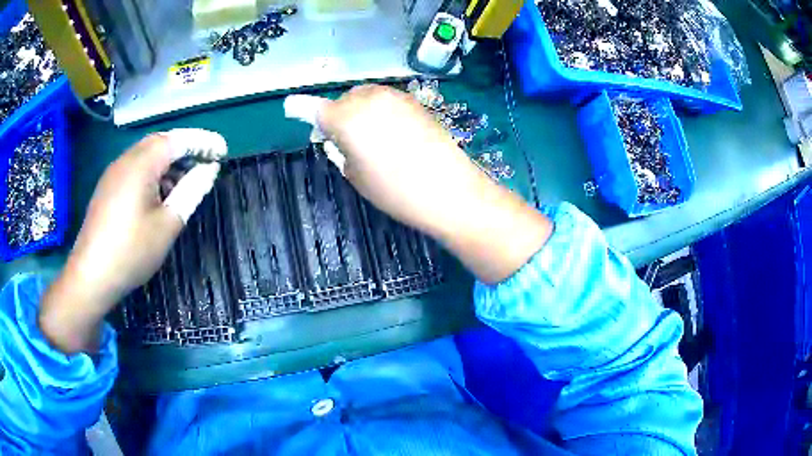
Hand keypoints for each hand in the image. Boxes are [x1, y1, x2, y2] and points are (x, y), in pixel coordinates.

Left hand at [39, 129, 225, 353]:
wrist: (91, 275)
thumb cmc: (132, 251)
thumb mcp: (167, 224)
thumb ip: (191, 191)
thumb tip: (210, 170)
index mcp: (142, 164)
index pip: (178, 140)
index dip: (203, 142)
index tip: (223, 151)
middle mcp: (126, 159)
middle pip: (161, 142)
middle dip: (186, 148)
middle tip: (206, 163)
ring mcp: (114, 172)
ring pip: (147, 155)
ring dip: (169, 161)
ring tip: (185, 181)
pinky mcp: (107, 187)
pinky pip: (135, 168)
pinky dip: (153, 173)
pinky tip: (159, 194)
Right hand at [314, 85, 552, 283]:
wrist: (449, 189)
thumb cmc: (396, 190)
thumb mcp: (356, 175)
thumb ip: (340, 149)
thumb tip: (336, 136)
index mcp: (347, 119)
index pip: (315, 109)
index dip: (300, 108)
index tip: (289, 106)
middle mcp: (368, 99)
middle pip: (343, 101)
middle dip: (338, 115)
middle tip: (342, 140)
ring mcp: (395, 97)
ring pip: (366, 97)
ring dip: (360, 111)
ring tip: (369, 138)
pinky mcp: (415, 102)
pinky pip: (386, 101)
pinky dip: (380, 112)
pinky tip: (391, 133)